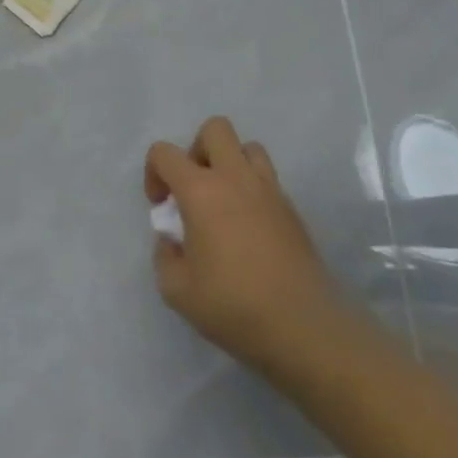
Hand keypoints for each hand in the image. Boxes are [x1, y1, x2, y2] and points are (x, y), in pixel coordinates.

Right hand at [146, 117, 339, 372]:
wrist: (304, 329)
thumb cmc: (233, 306)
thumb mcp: (176, 290)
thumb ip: (165, 255)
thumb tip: (173, 240)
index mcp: (201, 191)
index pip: (165, 153)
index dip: (153, 173)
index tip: (161, 208)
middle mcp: (236, 178)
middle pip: (215, 129)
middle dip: (197, 150)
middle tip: (194, 189)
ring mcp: (270, 191)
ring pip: (248, 148)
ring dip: (230, 164)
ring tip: (224, 202)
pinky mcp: (293, 210)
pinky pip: (268, 180)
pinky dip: (253, 190)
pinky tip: (248, 229)